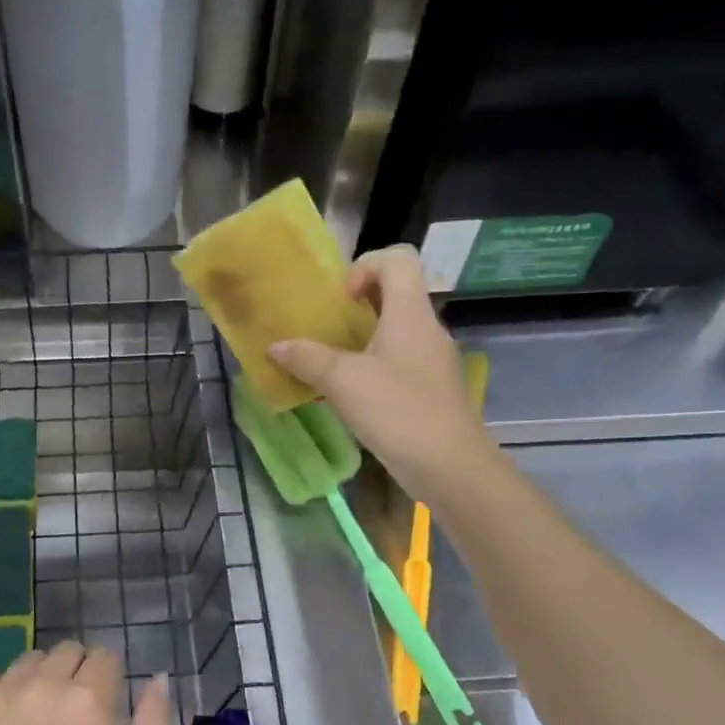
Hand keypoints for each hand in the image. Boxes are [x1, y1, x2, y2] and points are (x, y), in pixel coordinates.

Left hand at [0, 642, 171, 724]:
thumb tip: (159, 679)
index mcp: (86, 698)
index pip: (105, 657)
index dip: (109, 678)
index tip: (104, 706)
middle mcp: (43, 682)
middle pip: (67, 650)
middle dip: (76, 671)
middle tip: (72, 712)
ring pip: (28, 660)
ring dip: (39, 677)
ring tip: (36, 717)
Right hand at [268, 245, 495, 491]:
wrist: (449, 466)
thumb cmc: (396, 411)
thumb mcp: (342, 382)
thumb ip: (306, 359)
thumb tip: (275, 347)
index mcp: (410, 312)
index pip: (398, 258)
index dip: (365, 266)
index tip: (341, 300)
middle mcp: (426, 328)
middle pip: (396, 293)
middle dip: (357, 304)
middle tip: (327, 328)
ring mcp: (432, 360)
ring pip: (396, 330)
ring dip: (362, 338)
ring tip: (331, 362)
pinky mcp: (431, 388)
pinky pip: (399, 361)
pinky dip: (373, 365)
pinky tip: (350, 393)